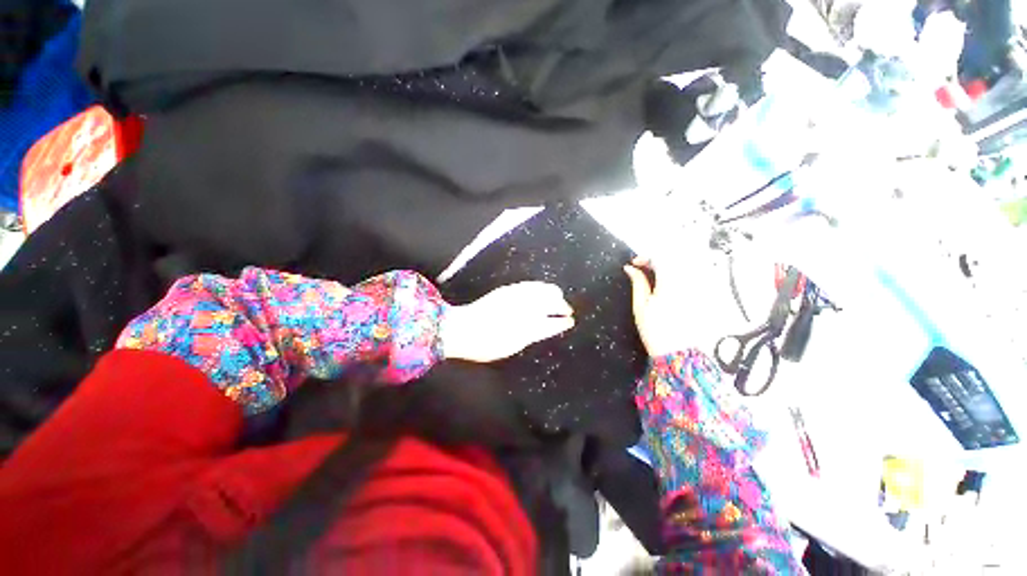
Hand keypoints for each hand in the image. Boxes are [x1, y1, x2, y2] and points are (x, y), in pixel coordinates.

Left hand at [442, 282, 574, 362]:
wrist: (461, 329)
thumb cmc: (485, 345)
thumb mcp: (511, 346)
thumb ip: (531, 335)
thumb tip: (546, 326)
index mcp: (526, 328)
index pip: (551, 322)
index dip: (562, 322)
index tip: (570, 321)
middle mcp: (524, 310)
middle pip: (550, 302)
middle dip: (561, 305)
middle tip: (567, 310)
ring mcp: (516, 297)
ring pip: (542, 290)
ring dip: (553, 293)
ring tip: (558, 297)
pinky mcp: (507, 290)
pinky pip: (529, 285)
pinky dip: (540, 287)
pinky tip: (541, 288)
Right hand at [623, 254, 734, 357]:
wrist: (678, 353)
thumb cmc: (655, 331)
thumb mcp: (640, 306)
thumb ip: (637, 282)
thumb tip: (630, 268)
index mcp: (671, 283)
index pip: (660, 257)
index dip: (645, 256)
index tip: (635, 264)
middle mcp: (689, 282)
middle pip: (676, 257)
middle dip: (658, 259)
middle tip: (646, 268)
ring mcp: (700, 288)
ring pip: (687, 264)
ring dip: (670, 265)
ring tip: (658, 276)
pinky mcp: (705, 295)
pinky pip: (696, 275)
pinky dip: (682, 274)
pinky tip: (672, 285)